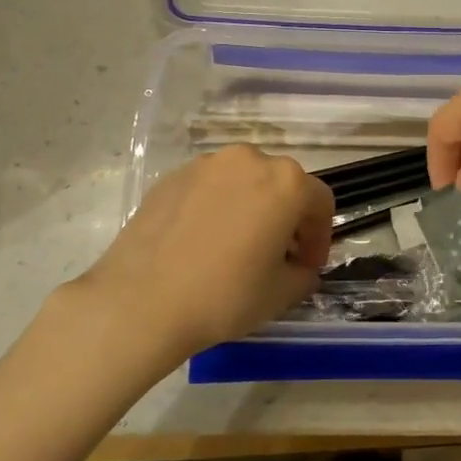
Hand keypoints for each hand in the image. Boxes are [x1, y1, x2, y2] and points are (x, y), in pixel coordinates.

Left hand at [74, 145, 334, 357]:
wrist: (141, 300)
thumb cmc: (224, 295)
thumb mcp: (282, 294)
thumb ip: (304, 273)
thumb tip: (299, 266)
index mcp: (286, 182)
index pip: (320, 202)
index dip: (320, 236)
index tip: (308, 265)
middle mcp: (248, 160)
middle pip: (281, 184)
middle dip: (287, 218)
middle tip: (277, 255)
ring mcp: (206, 164)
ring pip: (243, 182)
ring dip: (251, 207)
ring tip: (237, 247)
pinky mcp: (172, 176)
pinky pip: (209, 188)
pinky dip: (217, 207)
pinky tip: (203, 243)